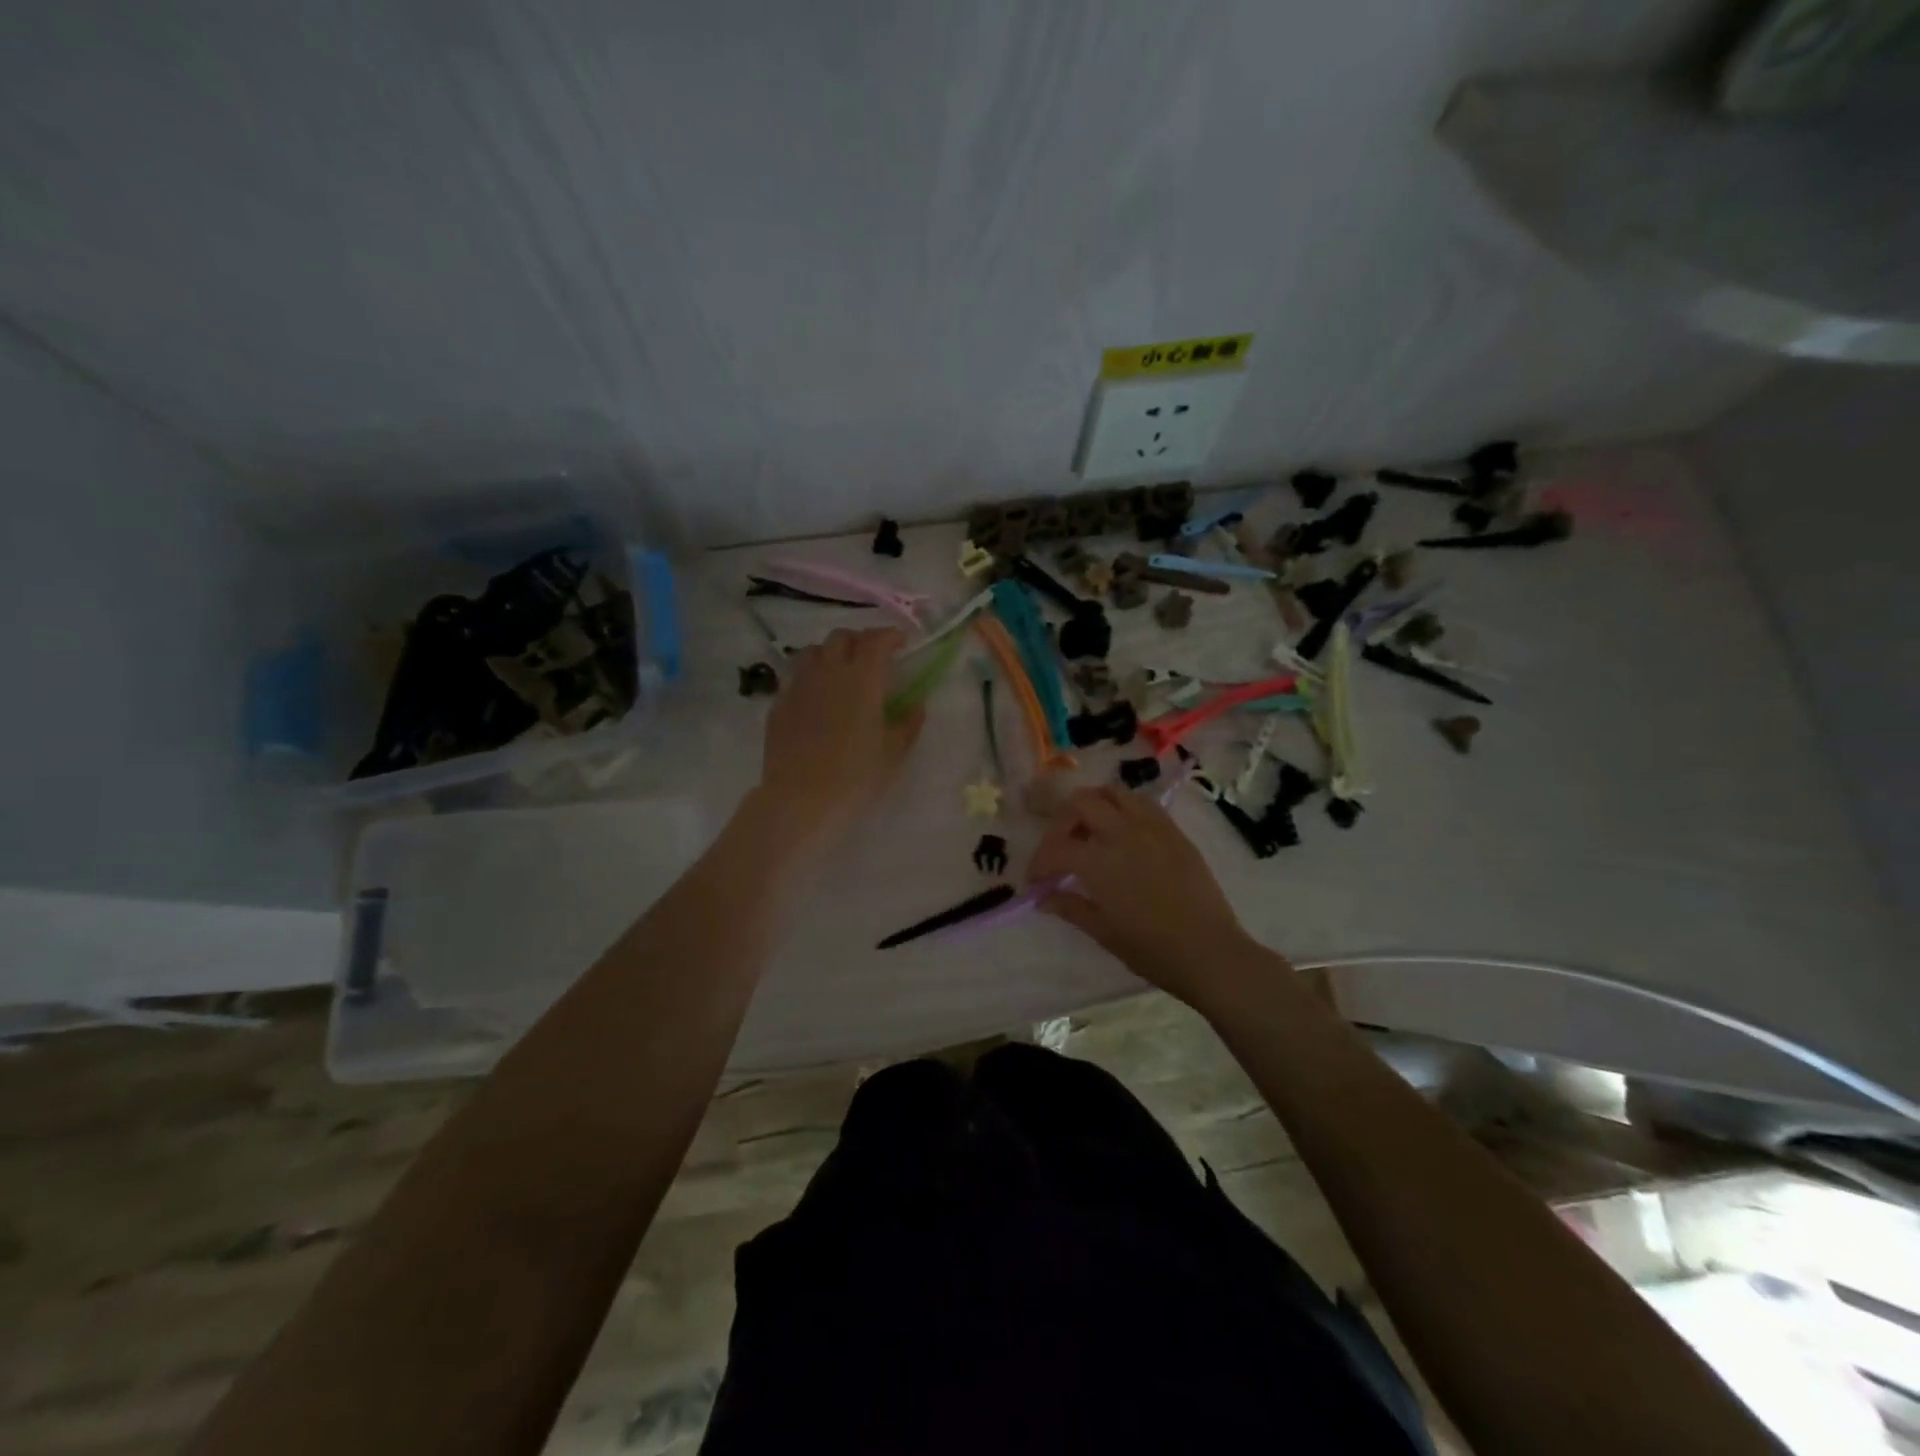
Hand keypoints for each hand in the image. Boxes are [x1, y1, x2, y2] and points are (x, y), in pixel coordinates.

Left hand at [750, 627, 923, 848]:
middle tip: (873, 658)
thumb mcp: (893, 754)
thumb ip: (908, 724)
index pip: (876, 640)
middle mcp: (828, 672)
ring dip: (831, 653)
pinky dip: (810, 675)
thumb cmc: (855, 777)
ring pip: (813, 651)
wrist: (800, 799)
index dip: (890, 635)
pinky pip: (795, 675)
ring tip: (841, 671)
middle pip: (842, 637)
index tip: (902, 642)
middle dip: (860, 641)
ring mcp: (799, 685)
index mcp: (862, 679)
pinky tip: (816, 695)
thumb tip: (917, 705)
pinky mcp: (779, 703)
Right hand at [1026, 785, 1257, 1009]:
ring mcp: (1152, 828)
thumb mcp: (1104, 932)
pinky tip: (1123, 834)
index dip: (1038, 864)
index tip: (1036, 883)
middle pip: (1080, 803)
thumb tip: (1042, 898)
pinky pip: (1142, 804)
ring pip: (1113, 793)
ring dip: (1093, 807)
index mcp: (1100, 862)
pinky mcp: (1174, 831)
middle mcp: (1123, 833)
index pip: (1056, 849)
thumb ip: (1070, 907)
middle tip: (1061, 850)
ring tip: (1091, 833)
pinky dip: (1123, 809)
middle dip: (1062, 824)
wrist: (1210, 953)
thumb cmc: (1152, 950)